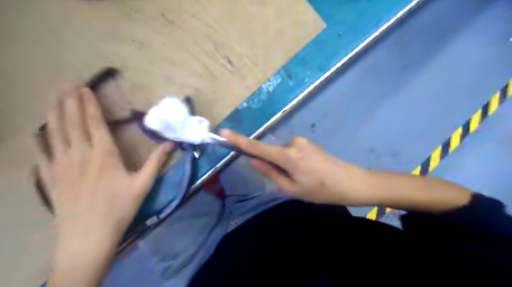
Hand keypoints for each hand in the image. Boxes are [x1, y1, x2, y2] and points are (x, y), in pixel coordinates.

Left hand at [37, 87, 172, 286]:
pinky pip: (42, 154)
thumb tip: (171, 143)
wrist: (88, 237)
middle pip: (72, 123)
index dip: (89, 104)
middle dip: (69, 101)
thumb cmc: (120, 208)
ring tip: (53, 98)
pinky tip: (39, 133)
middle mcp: (80, 155)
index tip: (84, 88)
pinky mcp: (50, 178)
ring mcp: (61, 166)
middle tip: (66, 84)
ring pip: (55, 133)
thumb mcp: (143, 184)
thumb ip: (156, 162)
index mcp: (104, 155)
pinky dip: (41, 140)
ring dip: (54, 113)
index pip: (94, 123)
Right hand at [220, 130, 371, 206]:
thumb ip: (270, 173)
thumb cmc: (321, 191)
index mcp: (288, 156)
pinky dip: (291, 161)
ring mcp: (302, 141)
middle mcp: (293, 143)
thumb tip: (253, 161)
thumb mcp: (292, 189)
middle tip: (290, 181)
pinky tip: (307, 171)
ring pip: (282, 152)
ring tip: (302, 178)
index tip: (224, 132)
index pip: (258, 147)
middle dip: (273, 164)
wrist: (351, 182)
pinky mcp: (308, 142)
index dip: (240, 140)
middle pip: (271, 151)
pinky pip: (291, 150)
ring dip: (284, 164)